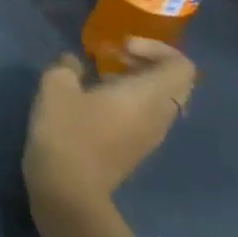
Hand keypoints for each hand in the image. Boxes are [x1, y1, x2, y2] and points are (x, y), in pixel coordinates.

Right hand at [23, 38, 196, 228]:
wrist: (68, 189)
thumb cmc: (67, 131)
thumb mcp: (56, 86)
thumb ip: (68, 66)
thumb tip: (74, 62)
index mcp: (150, 95)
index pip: (181, 66)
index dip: (156, 48)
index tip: (121, 47)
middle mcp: (160, 116)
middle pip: (174, 83)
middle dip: (147, 64)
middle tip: (113, 58)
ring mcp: (150, 137)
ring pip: (160, 101)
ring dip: (136, 84)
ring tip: (99, 78)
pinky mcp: (135, 150)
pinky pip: (145, 117)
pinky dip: (128, 102)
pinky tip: (93, 103)